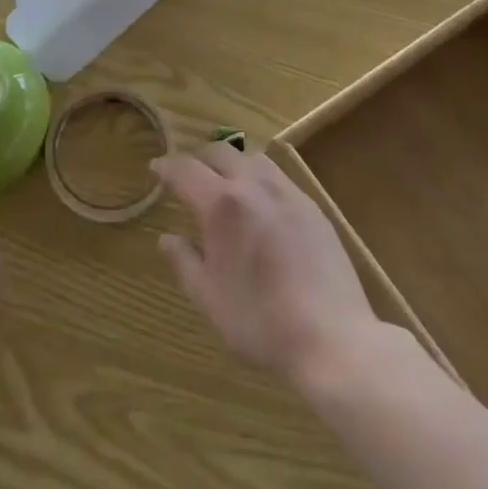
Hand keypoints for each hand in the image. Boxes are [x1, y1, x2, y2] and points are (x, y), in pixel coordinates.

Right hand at [153, 143, 380, 387]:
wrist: (332, 337)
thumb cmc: (261, 323)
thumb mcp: (210, 300)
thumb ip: (184, 263)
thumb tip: (166, 238)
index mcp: (221, 205)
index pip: (185, 169)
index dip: (167, 166)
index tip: (156, 168)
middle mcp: (252, 186)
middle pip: (220, 151)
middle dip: (198, 158)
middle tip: (187, 174)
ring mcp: (286, 192)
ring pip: (252, 157)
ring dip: (231, 162)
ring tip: (225, 182)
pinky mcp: (311, 205)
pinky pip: (278, 175)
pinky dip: (259, 177)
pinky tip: (261, 202)